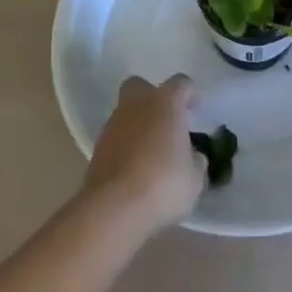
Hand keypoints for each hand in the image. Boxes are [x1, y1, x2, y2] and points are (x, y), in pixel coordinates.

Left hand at [84, 75, 205, 232]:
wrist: (113, 208)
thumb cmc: (163, 184)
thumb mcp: (194, 178)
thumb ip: (195, 160)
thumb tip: (192, 157)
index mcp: (166, 102)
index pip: (181, 83)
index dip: (190, 95)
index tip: (195, 111)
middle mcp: (137, 104)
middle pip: (141, 86)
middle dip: (152, 98)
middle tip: (165, 121)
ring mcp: (113, 125)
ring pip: (126, 113)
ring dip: (137, 125)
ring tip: (150, 153)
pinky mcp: (96, 148)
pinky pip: (115, 138)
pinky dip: (124, 147)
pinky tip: (134, 169)